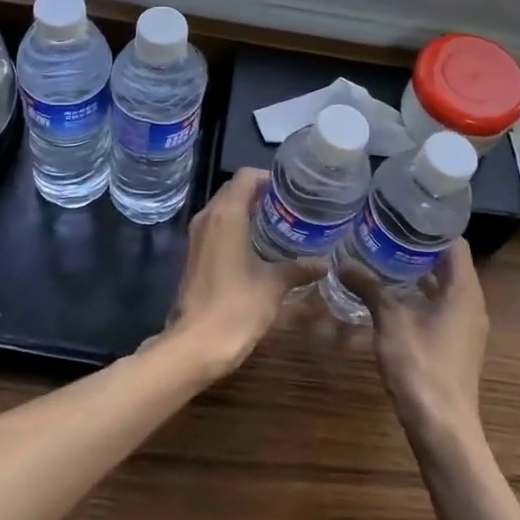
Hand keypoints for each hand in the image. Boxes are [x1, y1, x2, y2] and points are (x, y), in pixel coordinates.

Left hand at [163, 169, 312, 376]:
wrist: (197, 343)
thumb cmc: (237, 307)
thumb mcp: (273, 285)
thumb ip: (298, 268)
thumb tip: (324, 263)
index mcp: (226, 214)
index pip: (246, 177)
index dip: (269, 178)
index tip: (292, 191)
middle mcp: (208, 217)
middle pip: (234, 190)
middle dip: (261, 194)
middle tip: (291, 207)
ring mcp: (198, 235)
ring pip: (224, 208)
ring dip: (248, 211)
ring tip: (280, 224)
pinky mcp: (195, 253)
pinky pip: (217, 227)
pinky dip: (237, 227)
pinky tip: (259, 246)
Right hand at [339, 240, 488, 439]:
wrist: (442, 428)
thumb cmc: (421, 367)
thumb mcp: (390, 321)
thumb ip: (369, 288)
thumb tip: (343, 263)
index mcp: (464, 292)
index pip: (455, 244)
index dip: (432, 228)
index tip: (403, 215)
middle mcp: (471, 305)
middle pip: (449, 265)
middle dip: (418, 249)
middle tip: (385, 232)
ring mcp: (465, 328)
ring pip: (443, 289)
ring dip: (417, 275)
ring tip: (383, 258)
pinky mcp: (455, 346)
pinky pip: (440, 309)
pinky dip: (419, 298)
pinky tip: (390, 297)